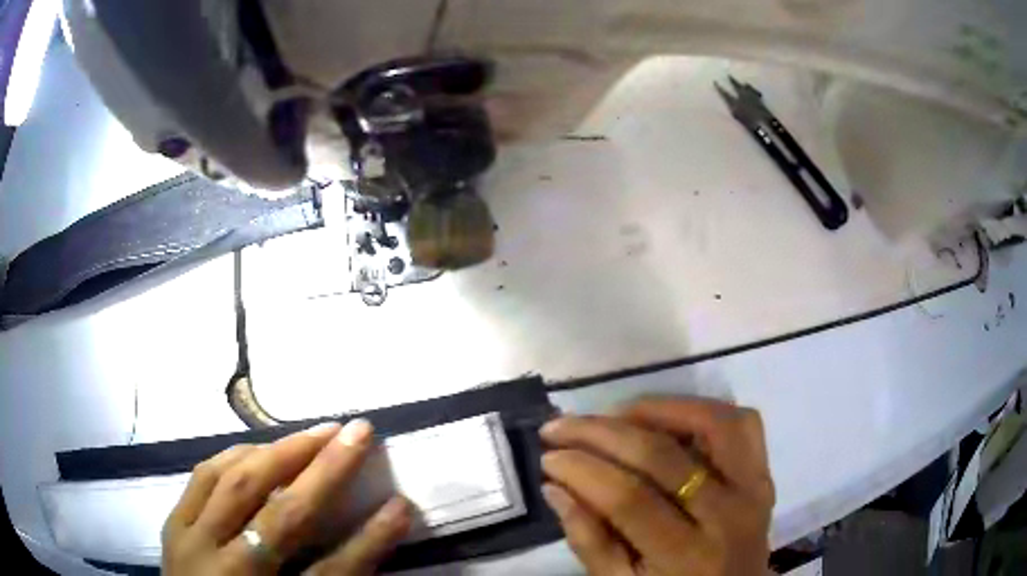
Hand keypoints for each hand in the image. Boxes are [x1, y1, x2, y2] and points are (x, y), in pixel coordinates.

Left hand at [162, 420, 411, 574]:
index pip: (330, 575)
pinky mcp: (171, 522)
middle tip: (357, 431)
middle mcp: (224, 570)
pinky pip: (203, 475)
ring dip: (279, 452)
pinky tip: (257, 447)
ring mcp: (190, 540)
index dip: (370, 541)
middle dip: (324, 471)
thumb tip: (366, 543)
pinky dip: (235, 455)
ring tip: (313, 431)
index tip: (402, 506)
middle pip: (281, 516)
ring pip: (235, 483)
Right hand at [540, 398, 774, 575]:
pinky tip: (668, 418)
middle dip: (600, 433)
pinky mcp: (763, 474)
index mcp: (686, 556)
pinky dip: (703, 410)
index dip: (582, 470)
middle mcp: (726, 516)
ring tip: (614, 415)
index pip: (629, 498)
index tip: (548, 457)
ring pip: (712, 424)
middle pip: (662, 456)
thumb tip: (555, 486)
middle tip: (559, 426)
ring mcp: (753, 489)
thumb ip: (589, 541)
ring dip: (657, 409)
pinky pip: (742, 424)